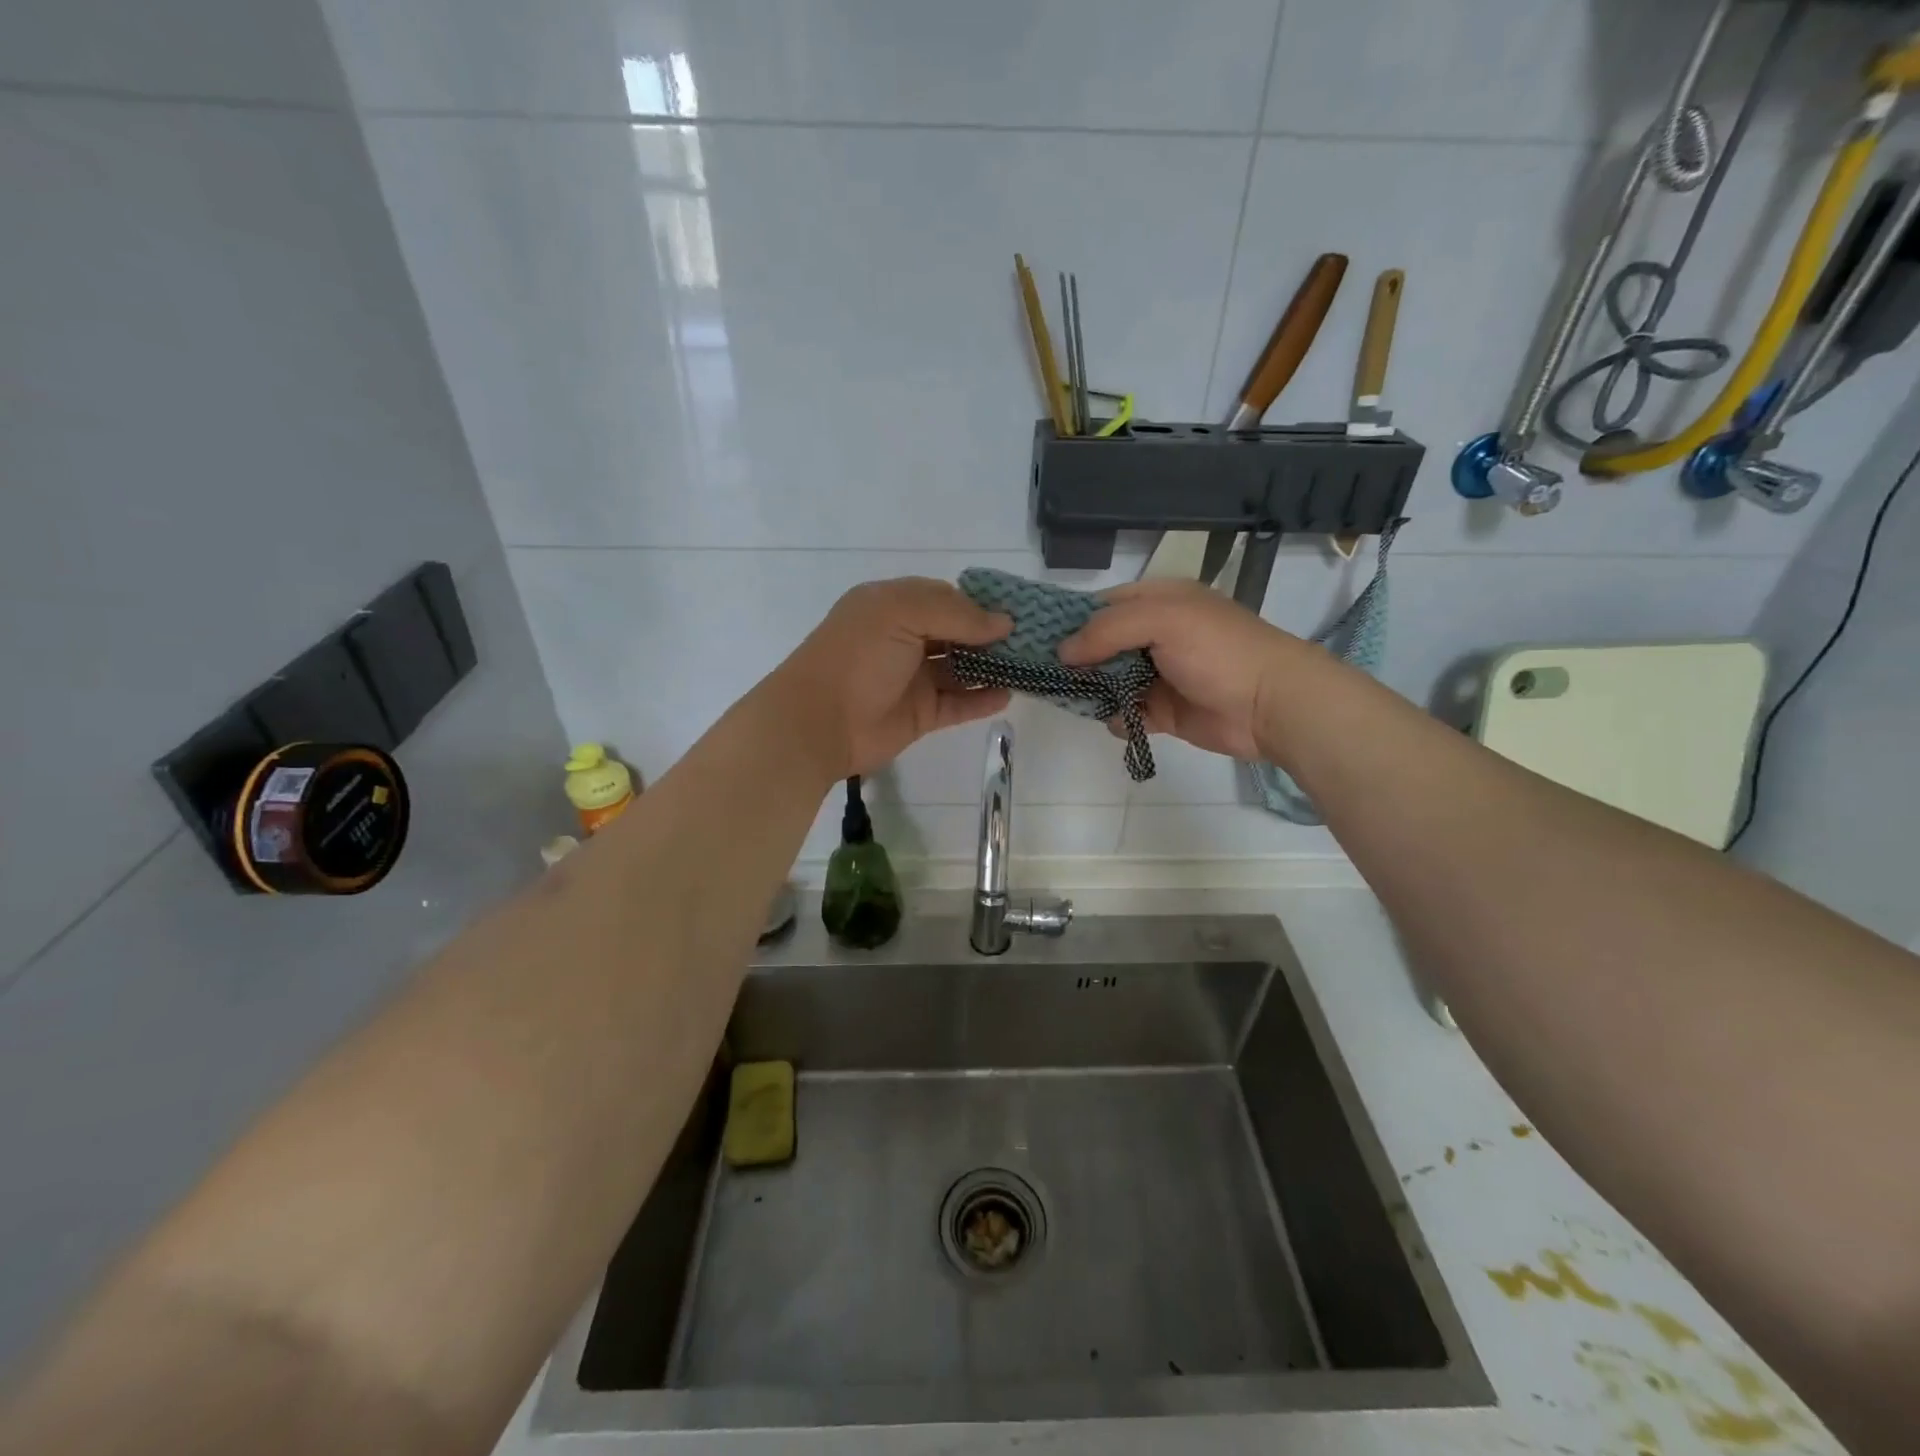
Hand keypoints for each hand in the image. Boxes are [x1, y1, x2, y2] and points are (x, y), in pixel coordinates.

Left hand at [766, 578, 1011, 780]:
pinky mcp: (920, 714)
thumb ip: (955, 613)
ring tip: (1030, 666)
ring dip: (992, 667)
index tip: (1018, 611)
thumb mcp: (901, 614)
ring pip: (961, 669)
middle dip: (992, 636)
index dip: (980, 604)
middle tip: (1034, 640)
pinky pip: (958, 704)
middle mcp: (905, 638)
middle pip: (957, 633)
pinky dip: (982, 700)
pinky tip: (1008, 694)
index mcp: (893, 606)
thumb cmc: (858, 657)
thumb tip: (1003, 622)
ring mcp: (913, 678)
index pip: (946, 597)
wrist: (818, 722)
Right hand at [1058, 579, 1303, 761]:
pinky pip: (1125, 712)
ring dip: (1092, 690)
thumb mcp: (1163, 621)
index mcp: (1159, 601)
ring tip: (1076, 698)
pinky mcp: (1163, 711)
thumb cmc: (1219, 651)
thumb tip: (1063, 652)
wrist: (1271, 704)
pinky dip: (1117, 717)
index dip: (1072, 620)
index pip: (1103, 605)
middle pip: (1100, 645)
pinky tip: (1120, 718)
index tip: (1038, 639)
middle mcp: (1155, 635)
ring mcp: (1158, 674)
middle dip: (1076, 660)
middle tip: (1048, 674)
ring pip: (1108, 680)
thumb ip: (1108, 630)